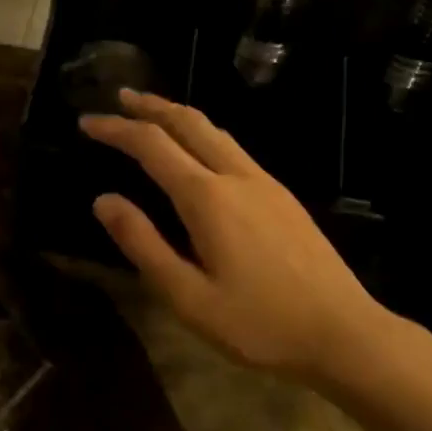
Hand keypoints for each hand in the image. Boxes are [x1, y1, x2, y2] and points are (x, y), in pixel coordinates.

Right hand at [80, 91, 392, 378]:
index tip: (86, 122)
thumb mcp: (189, 297)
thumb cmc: (260, 323)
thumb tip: (103, 200)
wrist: (345, 332)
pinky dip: (202, 134)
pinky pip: (233, 147)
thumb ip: (144, 244)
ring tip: (152, 114)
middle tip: (120, 97)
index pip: (152, 145)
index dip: (116, 129)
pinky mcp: (282, 195)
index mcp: (208, 198)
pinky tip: (198, 151)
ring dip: (179, 115)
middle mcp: (236, 176)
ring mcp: (265, 182)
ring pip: (215, 131)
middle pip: (188, 122)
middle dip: (151, 105)